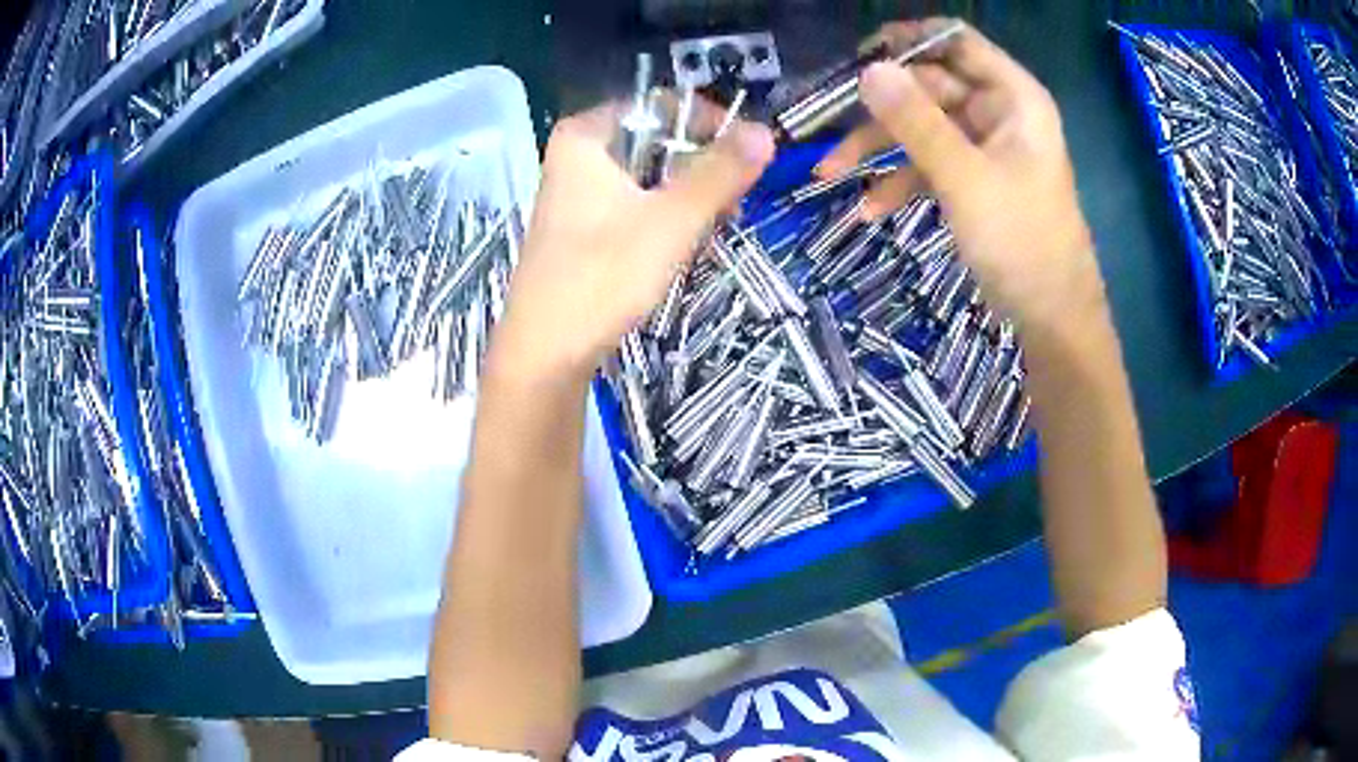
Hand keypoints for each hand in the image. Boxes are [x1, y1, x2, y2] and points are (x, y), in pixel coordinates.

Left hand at [490, 104, 775, 383]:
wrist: (545, 353)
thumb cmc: (602, 278)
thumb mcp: (671, 221)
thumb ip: (720, 173)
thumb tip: (764, 132)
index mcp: (587, 136)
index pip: (662, 104)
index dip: (710, 123)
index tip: (746, 156)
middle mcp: (577, 154)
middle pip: (658, 139)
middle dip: (700, 167)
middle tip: (732, 203)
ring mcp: (577, 191)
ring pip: (650, 174)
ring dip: (687, 196)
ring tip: (712, 228)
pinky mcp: (583, 225)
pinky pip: (636, 202)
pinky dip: (664, 215)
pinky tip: (680, 245)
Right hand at [820, 19, 1101, 330]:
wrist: (1052, 319)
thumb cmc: (1021, 242)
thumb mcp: (964, 178)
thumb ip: (916, 121)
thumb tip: (869, 69)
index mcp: (1012, 97)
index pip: (956, 41)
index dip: (908, 40)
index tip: (859, 57)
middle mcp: (999, 112)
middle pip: (929, 86)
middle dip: (880, 109)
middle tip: (828, 126)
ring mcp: (985, 148)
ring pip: (922, 127)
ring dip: (878, 148)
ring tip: (829, 173)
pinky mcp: (974, 180)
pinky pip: (930, 164)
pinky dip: (900, 181)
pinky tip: (869, 208)